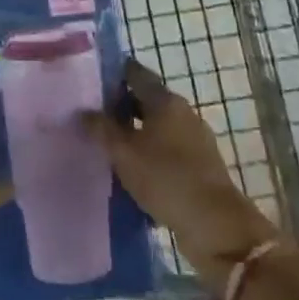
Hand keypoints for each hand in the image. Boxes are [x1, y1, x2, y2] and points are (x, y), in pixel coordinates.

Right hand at [80, 59, 279, 287]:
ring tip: (105, 144)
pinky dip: (147, 153)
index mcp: (166, 101)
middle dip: (119, 106)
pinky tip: (129, 169)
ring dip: (133, 132)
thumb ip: (101, 129)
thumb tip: (83, 111)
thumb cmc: (166, 178)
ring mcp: (194, 140)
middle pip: (146, 100)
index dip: (114, 73)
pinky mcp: (198, 165)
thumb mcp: (124, 154)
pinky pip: (166, 150)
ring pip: (156, 127)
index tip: (90, 79)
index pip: (137, 74)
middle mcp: (183, 113)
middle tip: (90, 114)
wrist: (215, 225)